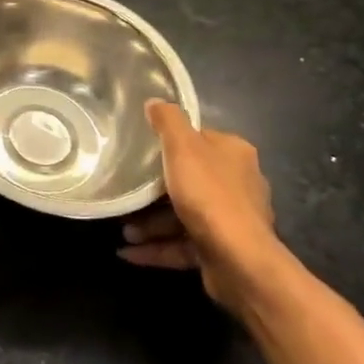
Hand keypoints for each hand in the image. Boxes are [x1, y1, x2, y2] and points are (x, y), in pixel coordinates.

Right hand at [119, 100, 282, 316]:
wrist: (240, 261)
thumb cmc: (209, 194)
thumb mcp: (182, 146)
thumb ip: (168, 120)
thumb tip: (155, 101)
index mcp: (234, 154)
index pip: (200, 139)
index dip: (170, 143)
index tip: (141, 151)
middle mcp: (239, 184)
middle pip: (189, 179)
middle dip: (154, 191)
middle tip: (126, 192)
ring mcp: (232, 221)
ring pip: (183, 215)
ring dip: (150, 224)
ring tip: (124, 231)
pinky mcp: (222, 251)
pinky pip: (182, 245)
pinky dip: (157, 248)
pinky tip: (129, 252)